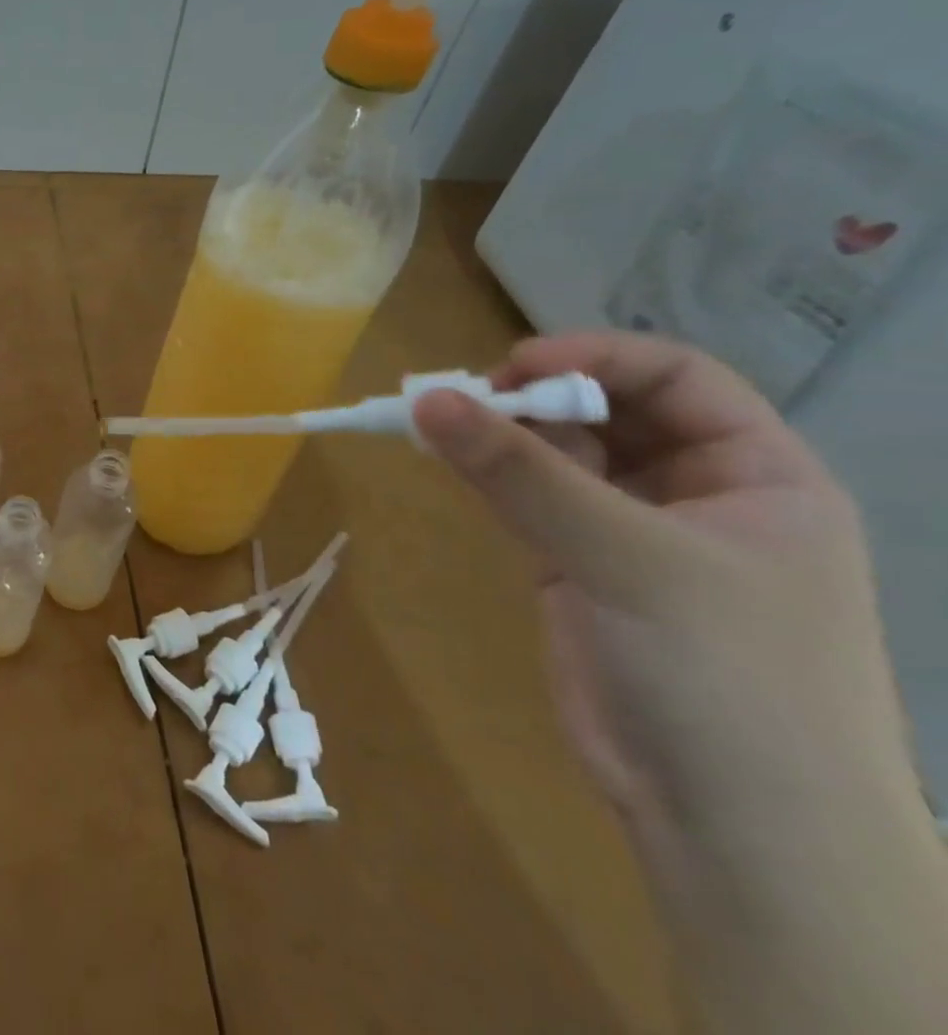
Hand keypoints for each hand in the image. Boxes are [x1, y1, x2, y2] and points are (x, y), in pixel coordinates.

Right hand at [415, 333, 945, 1033]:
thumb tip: (427, 398)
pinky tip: (446, 457)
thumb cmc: (727, 678)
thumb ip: (523, 474)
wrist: (734, 831)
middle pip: (609, 409)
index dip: (597, 357)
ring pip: (559, 453)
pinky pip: (529, 497)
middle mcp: (697, 492)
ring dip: (502, 433)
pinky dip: (488, 473)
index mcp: (758, 475)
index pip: (678, 378)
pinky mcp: (576, 565)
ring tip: (434, 420)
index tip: (513, 366)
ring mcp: (631, 530)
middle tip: (459, 397)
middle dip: (537, 394)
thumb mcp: (630, 561)